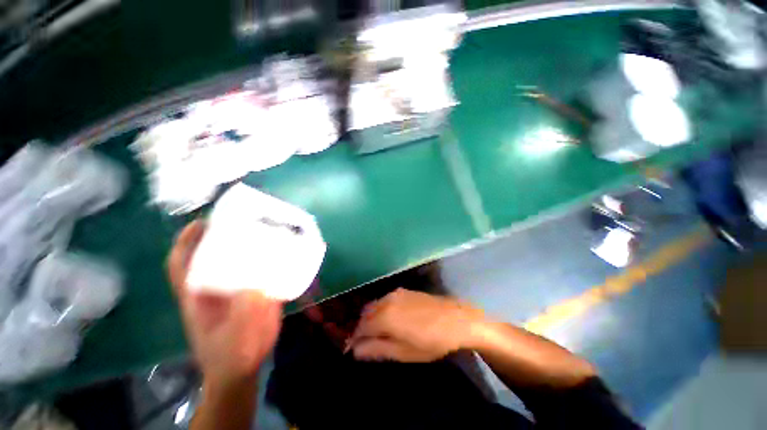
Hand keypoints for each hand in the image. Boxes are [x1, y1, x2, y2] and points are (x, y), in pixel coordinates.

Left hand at [168, 220, 281, 386]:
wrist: (243, 367)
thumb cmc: (232, 355)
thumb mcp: (236, 336)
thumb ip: (246, 312)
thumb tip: (259, 286)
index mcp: (199, 295)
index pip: (183, 263)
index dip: (188, 241)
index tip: (204, 221)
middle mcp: (214, 286)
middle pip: (212, 253)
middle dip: (223, 233)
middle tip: (245, 218)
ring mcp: (234, 288)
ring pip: (237, 259)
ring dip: (248, 243)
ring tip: (266, 229)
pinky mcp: (252, 291)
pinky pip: (259, 268)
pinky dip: (268, 257)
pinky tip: (282, 251)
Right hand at [347, 288, 483, 361]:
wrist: (458, 319)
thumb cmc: (432, 341)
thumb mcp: (404, 352)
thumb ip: (378, 349)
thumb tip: (355, 350)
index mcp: (385, 316)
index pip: (361, 327)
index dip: (354, 339)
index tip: (352, 350)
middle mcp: (387, 300)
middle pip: (365, 314)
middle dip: (361, 328)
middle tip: (365, 344)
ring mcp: (396, 293)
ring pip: (374, 305)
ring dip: (371, 319)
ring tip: (377, 334)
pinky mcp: (404, 291)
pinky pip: (384, 300)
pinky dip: (380, 310)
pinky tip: (389, 320)